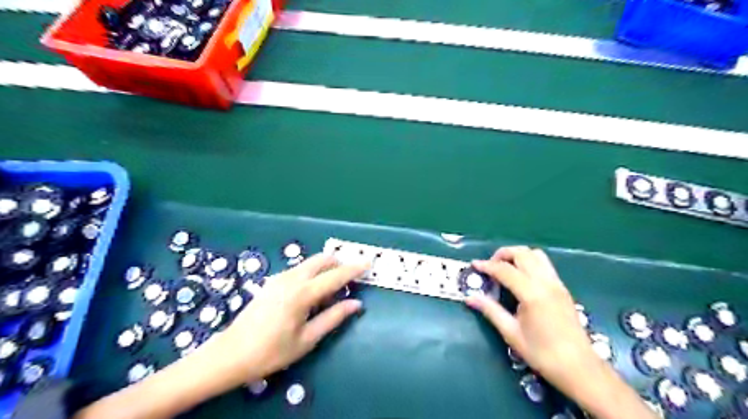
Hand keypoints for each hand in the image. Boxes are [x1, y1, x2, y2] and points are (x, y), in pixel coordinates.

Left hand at [207, 253, 366, 381]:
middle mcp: (291, 278)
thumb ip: (334, 317)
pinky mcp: (273, 281)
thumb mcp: (307, 339)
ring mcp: (280, 277)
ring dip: (325, 269)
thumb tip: (356, 304)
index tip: (369, 262)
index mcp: (302, 293)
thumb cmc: (272, 351)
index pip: (335, 276)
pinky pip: (300, 270)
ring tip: (331, 293)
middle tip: (351, 279)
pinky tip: (312, 295)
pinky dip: (313, 274)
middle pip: (322, 259)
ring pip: (310, 263)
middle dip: (339, 264)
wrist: (231, 354)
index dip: (354, 269)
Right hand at [466, 245, 659, 418]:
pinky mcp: (563, 288)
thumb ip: (490, 310)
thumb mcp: (511, 333)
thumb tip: (469, 298)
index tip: (474, 265)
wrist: (579, 368)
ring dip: (518, 255)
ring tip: (505, 268)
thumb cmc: (542, 353)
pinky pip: (545, 264)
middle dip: (503, 254)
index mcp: (532, 294)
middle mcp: (546, 283)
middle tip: (490, 266)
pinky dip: (529, 262)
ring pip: (536, 255)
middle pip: (523, 253)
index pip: (505, 270)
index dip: (487, 266)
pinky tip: (522, 277)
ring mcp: (557, 284)